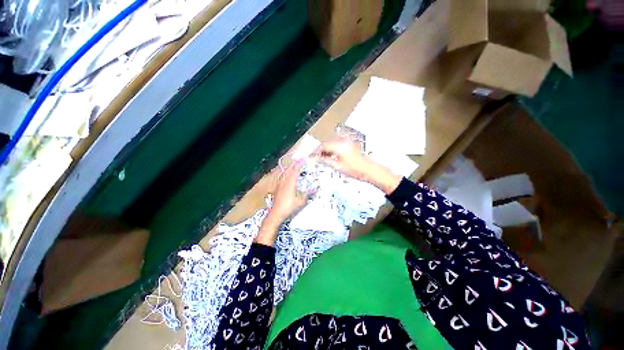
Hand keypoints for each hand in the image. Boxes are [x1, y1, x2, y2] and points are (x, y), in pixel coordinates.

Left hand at [268, 161, 308, 224]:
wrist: (276, 212)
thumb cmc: (288, 207)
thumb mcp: (300, 202)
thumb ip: (305, 196)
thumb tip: (311, 192)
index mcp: (290, 183)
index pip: (295, 171)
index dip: (299, 165)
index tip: (302, 160)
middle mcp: (284, 182)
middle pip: (289, 170)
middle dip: (294, 165)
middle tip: (298, 161)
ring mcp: (279, 184)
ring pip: (284, 173)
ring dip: (288, 169)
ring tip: (292, 166)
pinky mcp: (276, 188)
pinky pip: (280, 178)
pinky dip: (284, 175)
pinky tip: (284, 176)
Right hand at [316, 137, 401, 194]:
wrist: (369, 170)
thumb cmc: (355, 170)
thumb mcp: (338, 166)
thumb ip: (326, 160)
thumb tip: (317, 158)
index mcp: (339, 146)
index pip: (323, 146)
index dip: (316, 151)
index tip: (311, 157)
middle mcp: (343, 141)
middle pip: (327, 143)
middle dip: (320, 150)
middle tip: (316, 158)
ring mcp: (347, 142)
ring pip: (332, 143)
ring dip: (326, 149)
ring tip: (323, 158)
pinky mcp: (350, 144)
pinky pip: (337, 144)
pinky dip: (332, 149)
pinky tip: (331, 156)